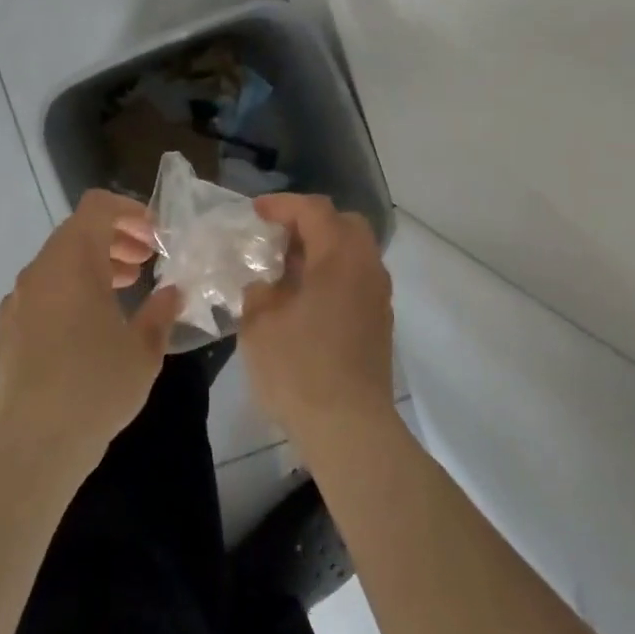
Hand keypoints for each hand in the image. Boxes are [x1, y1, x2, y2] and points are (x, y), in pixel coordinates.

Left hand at [0, 190, 181, 474]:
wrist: (32, 446)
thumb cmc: (96, 386)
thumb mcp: (144, 349)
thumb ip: (160, 311)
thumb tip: (172, 293)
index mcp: (72, 262)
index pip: (97, 207)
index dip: (129, 211)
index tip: (154, 236)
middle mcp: (39, 271)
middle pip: (77, 232)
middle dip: (115, 239)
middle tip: (146, 262)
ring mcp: (17, 300)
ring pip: (58, 263)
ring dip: (94, 266)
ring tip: (125, 290)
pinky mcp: (6, 330)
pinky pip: (42, 292)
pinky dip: (69, 291)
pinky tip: (89, 327)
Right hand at [240, 195, 395, 448]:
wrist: (349, 428)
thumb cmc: (299, 369)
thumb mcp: (260, 324)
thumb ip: (260, 291)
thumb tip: (266, 284)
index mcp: (340, 257)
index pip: (314, 211)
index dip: (282, 205)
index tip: (255, 213)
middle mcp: (367, 267)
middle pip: (344, 224)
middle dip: (309, 223)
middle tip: (277, 237)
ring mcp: (378, 297)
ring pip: (354, 253)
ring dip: (322, 250)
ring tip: (287, 269)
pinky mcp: (379, 323)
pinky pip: (357, 279)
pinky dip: (332, 274)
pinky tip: (305, 299)